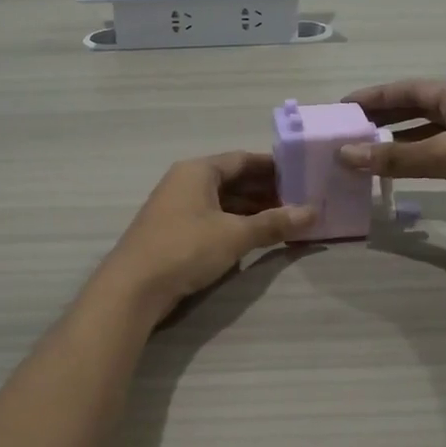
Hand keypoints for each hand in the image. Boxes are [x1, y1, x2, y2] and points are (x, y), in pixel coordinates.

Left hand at [99, 153, 315, 318]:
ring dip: (252, 210)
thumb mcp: (235, 235)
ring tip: (286, 221)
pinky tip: (256, 237)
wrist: (133, 287)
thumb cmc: (186, 248)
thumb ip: (274, 223)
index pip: (243, 159)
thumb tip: (312, 212)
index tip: (302, 175)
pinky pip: (212, 219)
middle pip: (233, 179)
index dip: (273, 167)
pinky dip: (235, 224)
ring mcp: (177, 207)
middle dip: (266, 191)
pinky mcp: (174, 231)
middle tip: (300, 201)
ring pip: (223, 201)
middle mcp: (186, 181)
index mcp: (198, 170)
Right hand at [338, 80, 445, 240]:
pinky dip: (409, 165)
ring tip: (357, 154)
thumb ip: (396, 156)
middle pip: (411, 110)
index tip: (340, 106)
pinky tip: (389, 175)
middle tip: (342, 131)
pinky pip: (432, 161)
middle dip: (379, 118)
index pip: (406, 90)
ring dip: (391, 144)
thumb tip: (345, 154)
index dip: (372, 96)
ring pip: (420, 138)